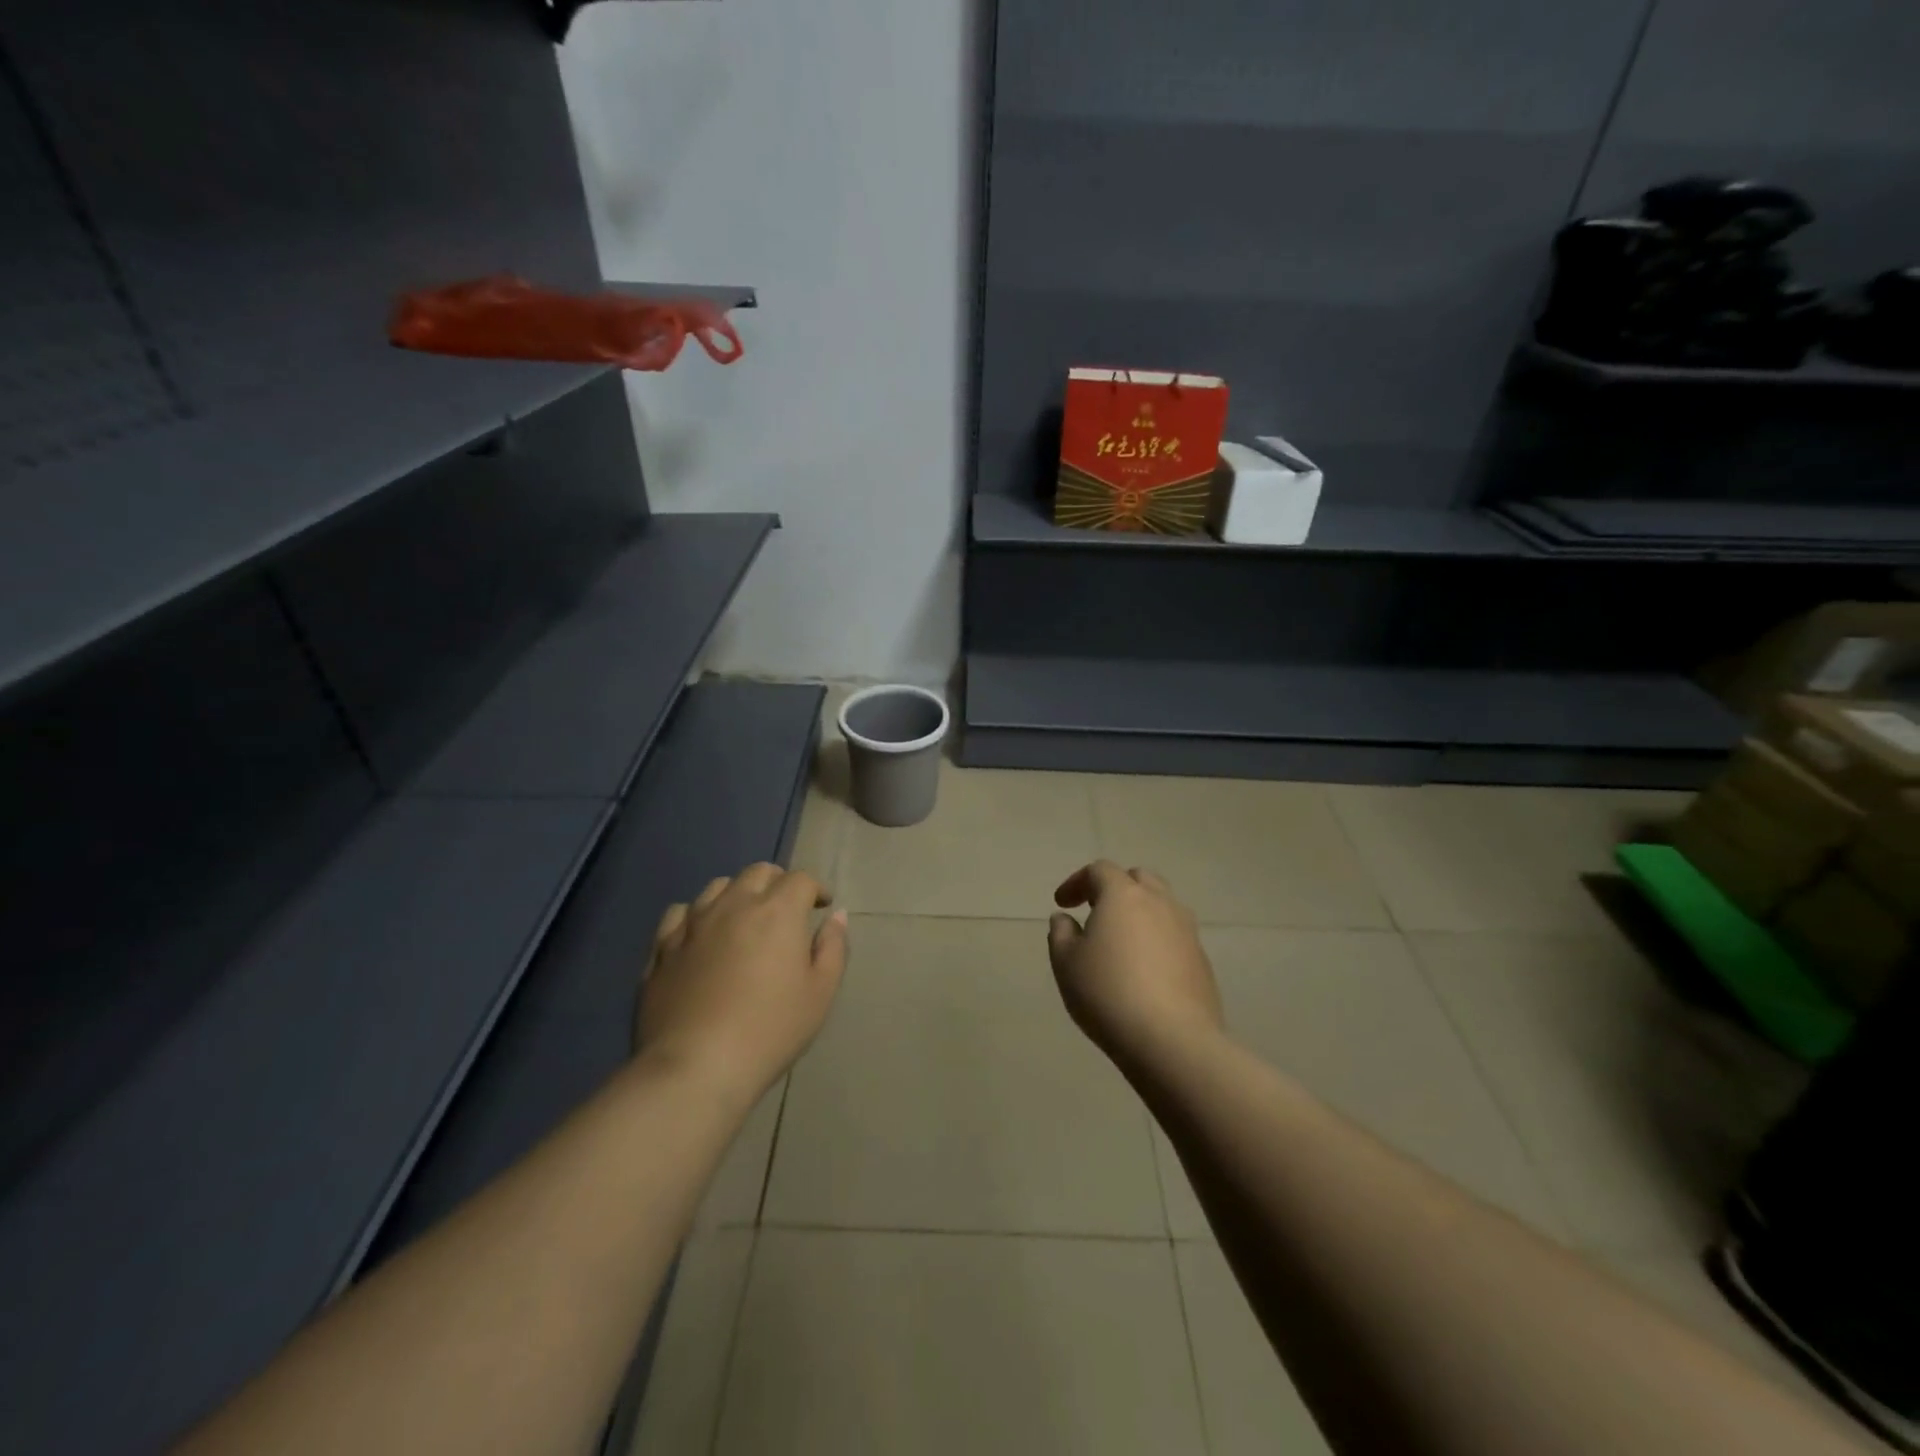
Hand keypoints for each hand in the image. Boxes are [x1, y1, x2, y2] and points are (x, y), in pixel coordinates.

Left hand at [637, 863, 848, 1106]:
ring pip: (718, 886)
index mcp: (777, 912)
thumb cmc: (770, 1030)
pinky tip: (700, 934)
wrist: (695, 1066)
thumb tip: (836, 916)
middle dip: (778, 882)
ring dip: (738, 893)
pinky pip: (679, 913)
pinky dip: (696, 915)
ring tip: (744, 917)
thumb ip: (833, 948)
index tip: (822, 906)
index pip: (800, 879)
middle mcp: (734, 905)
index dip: (815, 888)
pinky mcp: (662, 947)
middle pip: (758, 873)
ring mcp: (693, 923)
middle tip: (787, 908)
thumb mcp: (820, 993)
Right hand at [1048, 860, 1223, 1069]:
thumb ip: (1060, 933)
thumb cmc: (1108, 993)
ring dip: (1139, 912)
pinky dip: (1156, 939)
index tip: (1062, 904)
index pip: (1099, 870)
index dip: (1077, 882)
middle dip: (1113, 888)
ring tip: (1122, 940)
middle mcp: (1159, 902)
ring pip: (1161, 905)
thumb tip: (1065, 919)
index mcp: (1123, 895)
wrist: (1172, 1040)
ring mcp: (1186, 930)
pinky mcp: (1202, 959)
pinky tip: (1144, 969)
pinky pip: (1175, 935)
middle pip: (1137, 879)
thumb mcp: (1066, 963)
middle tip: (1095, 912)